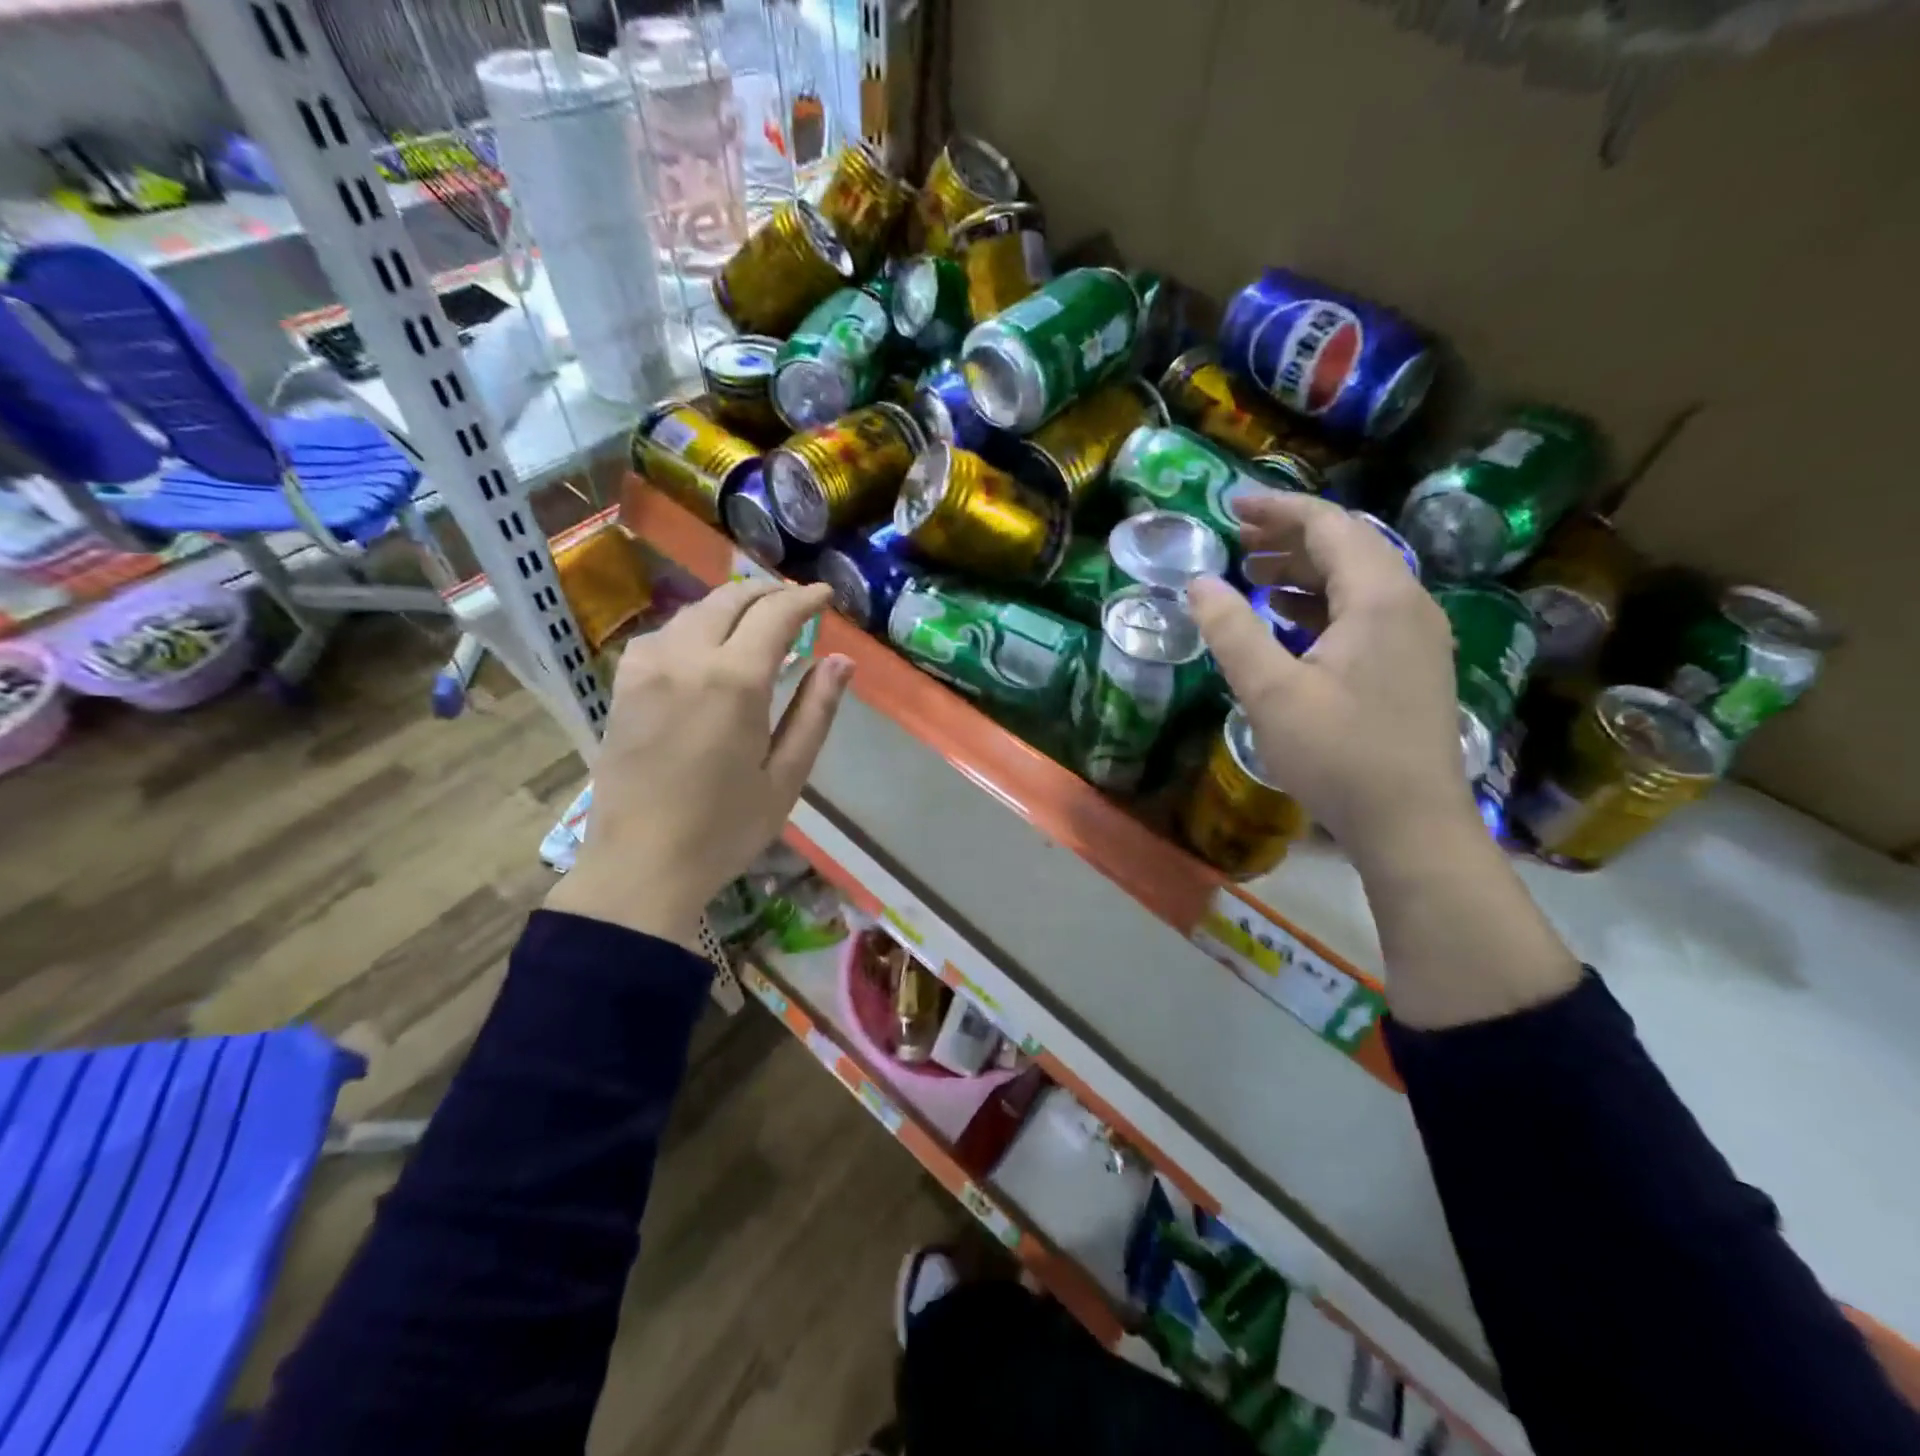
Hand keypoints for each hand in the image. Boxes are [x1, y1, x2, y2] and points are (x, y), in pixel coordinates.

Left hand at [546, 580, 853, 949]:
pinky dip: (694, 626)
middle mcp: (686, 658)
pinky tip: (706, 646)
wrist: (639, 865)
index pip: (775, 614)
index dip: (805, 599)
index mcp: (734, 681)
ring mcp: (646, 668)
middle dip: (768, 593)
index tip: (826, 596)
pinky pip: (664, 635)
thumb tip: (841, 661)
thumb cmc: (724, 828)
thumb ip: (815, 712)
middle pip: (730, 601)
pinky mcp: (623, 685)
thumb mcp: (786, 776)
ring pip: (694, 612)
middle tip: (796, 601)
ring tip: (757, 619)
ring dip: (731, 606)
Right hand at [1187, 493, 1476, 865]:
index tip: (1230, 506)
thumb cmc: (1339, 754)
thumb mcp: (1271, 692)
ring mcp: (1416, 636)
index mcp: (1379, 597)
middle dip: (1289, 536)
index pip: (1329, 526)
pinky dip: (1322, 603)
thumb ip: (1232, 630)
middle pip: (1348, 546)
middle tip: (1236, 539)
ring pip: (1358, 580)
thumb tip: (1199, 582)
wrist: (1411, 823)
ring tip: (1254, 573)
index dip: (1278, 509)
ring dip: (1305, 569)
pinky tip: (1288, 620)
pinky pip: (1365, 612)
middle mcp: (1408, 604)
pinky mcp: (1412, 666)